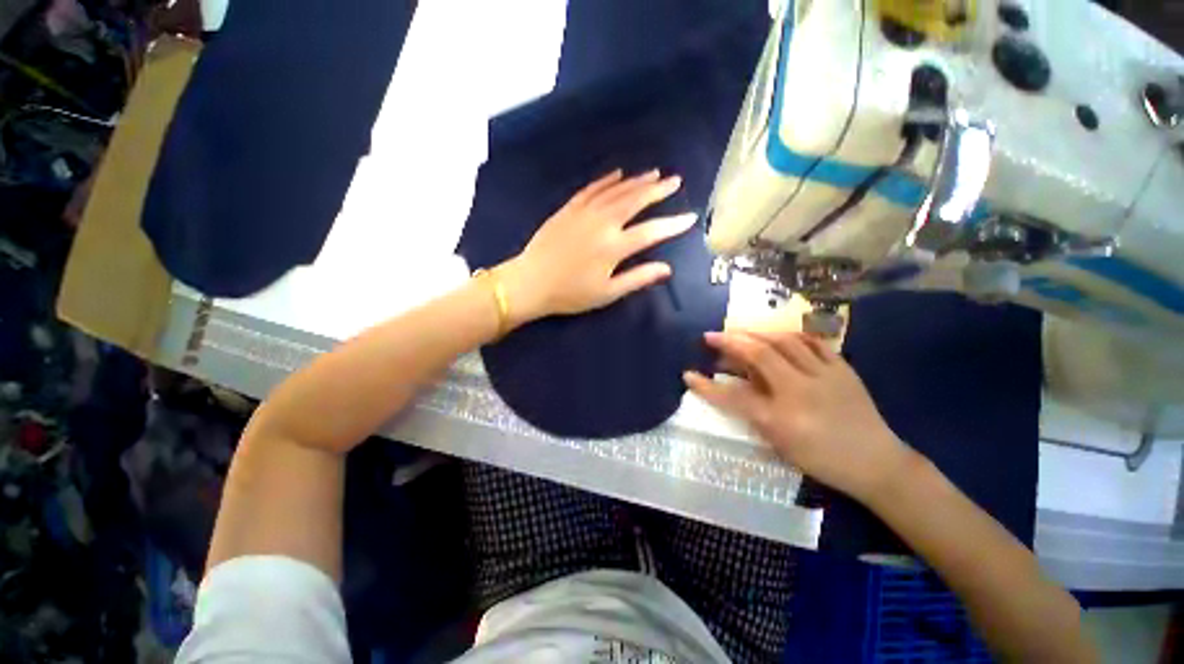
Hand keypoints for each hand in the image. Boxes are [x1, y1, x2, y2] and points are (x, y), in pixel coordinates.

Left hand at [497, 169, 696, 324]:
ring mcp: (584, 212)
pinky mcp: (568, 208)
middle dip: (658, 190)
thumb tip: (666, 269)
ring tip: (654, 174)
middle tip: (675, 181)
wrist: (530, 282)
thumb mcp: (607, 293)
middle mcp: (602, 223)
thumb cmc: (570, 293)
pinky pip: (592, 189)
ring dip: (637, 181)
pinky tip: (618, 174)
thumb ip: (637, 278)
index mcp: (614, 247)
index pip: (651, 231)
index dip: (673, 224)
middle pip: (635, 201)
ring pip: (616, 191)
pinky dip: (607, 180)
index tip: (690, 218)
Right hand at [684, 331, 914, 502]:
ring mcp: (824, 376)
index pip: (733, 397)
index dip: (707, 386)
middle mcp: (800, 391)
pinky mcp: (842, 368)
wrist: (876, 463)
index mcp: (782, 418)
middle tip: (710, 336)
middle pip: (759, 356)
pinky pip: (813, 342)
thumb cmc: (822, 460)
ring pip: (785, 341)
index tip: (687, 375)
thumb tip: (734, 387)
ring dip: (756, 333)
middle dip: (729, 342)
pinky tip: (779, 335)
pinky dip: (791, 335)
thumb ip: (754, 413)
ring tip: (741, 332)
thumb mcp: (780, 443)